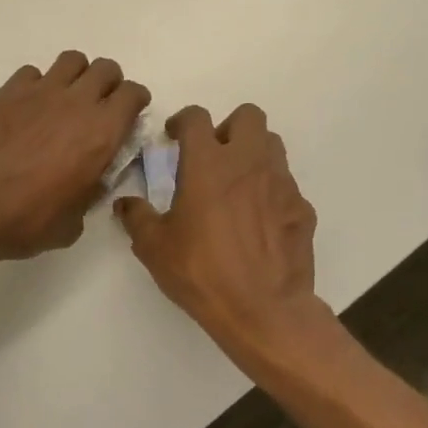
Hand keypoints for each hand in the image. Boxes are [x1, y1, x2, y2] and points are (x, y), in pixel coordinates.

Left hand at [0, 51, 150, 263]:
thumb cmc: (26, 222)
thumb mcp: (74, 221)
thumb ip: (90, 191)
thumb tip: (91, 179)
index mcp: (101, 133)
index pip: (133, 94)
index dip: (134, 103)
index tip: (127, 116)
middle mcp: (75, 103)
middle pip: (106, 69)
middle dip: (109, 84)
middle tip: (98, 106)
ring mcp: (38, 92)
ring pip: (71, 61)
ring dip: (75, 77)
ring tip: (64, 100)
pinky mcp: (5, 93)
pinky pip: (31, 74)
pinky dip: (35, 86)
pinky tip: (26, 109)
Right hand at [115, 104, 330, 372]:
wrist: (264, 311)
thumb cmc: (203, 272)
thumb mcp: (154, 248)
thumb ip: (137, 218)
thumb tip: (125, 204)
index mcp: (208, 164)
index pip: (196, 118)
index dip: (182, 121)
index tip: (173, 137)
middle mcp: (248, 162)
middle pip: (248, 116)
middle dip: (228, 127)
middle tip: (212, 155)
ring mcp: (281, 183)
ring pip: (272, 145)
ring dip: (253, 153)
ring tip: (236, 183)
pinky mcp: (302, 208)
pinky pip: (286, 185)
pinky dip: (270, 191)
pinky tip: (259, 220)